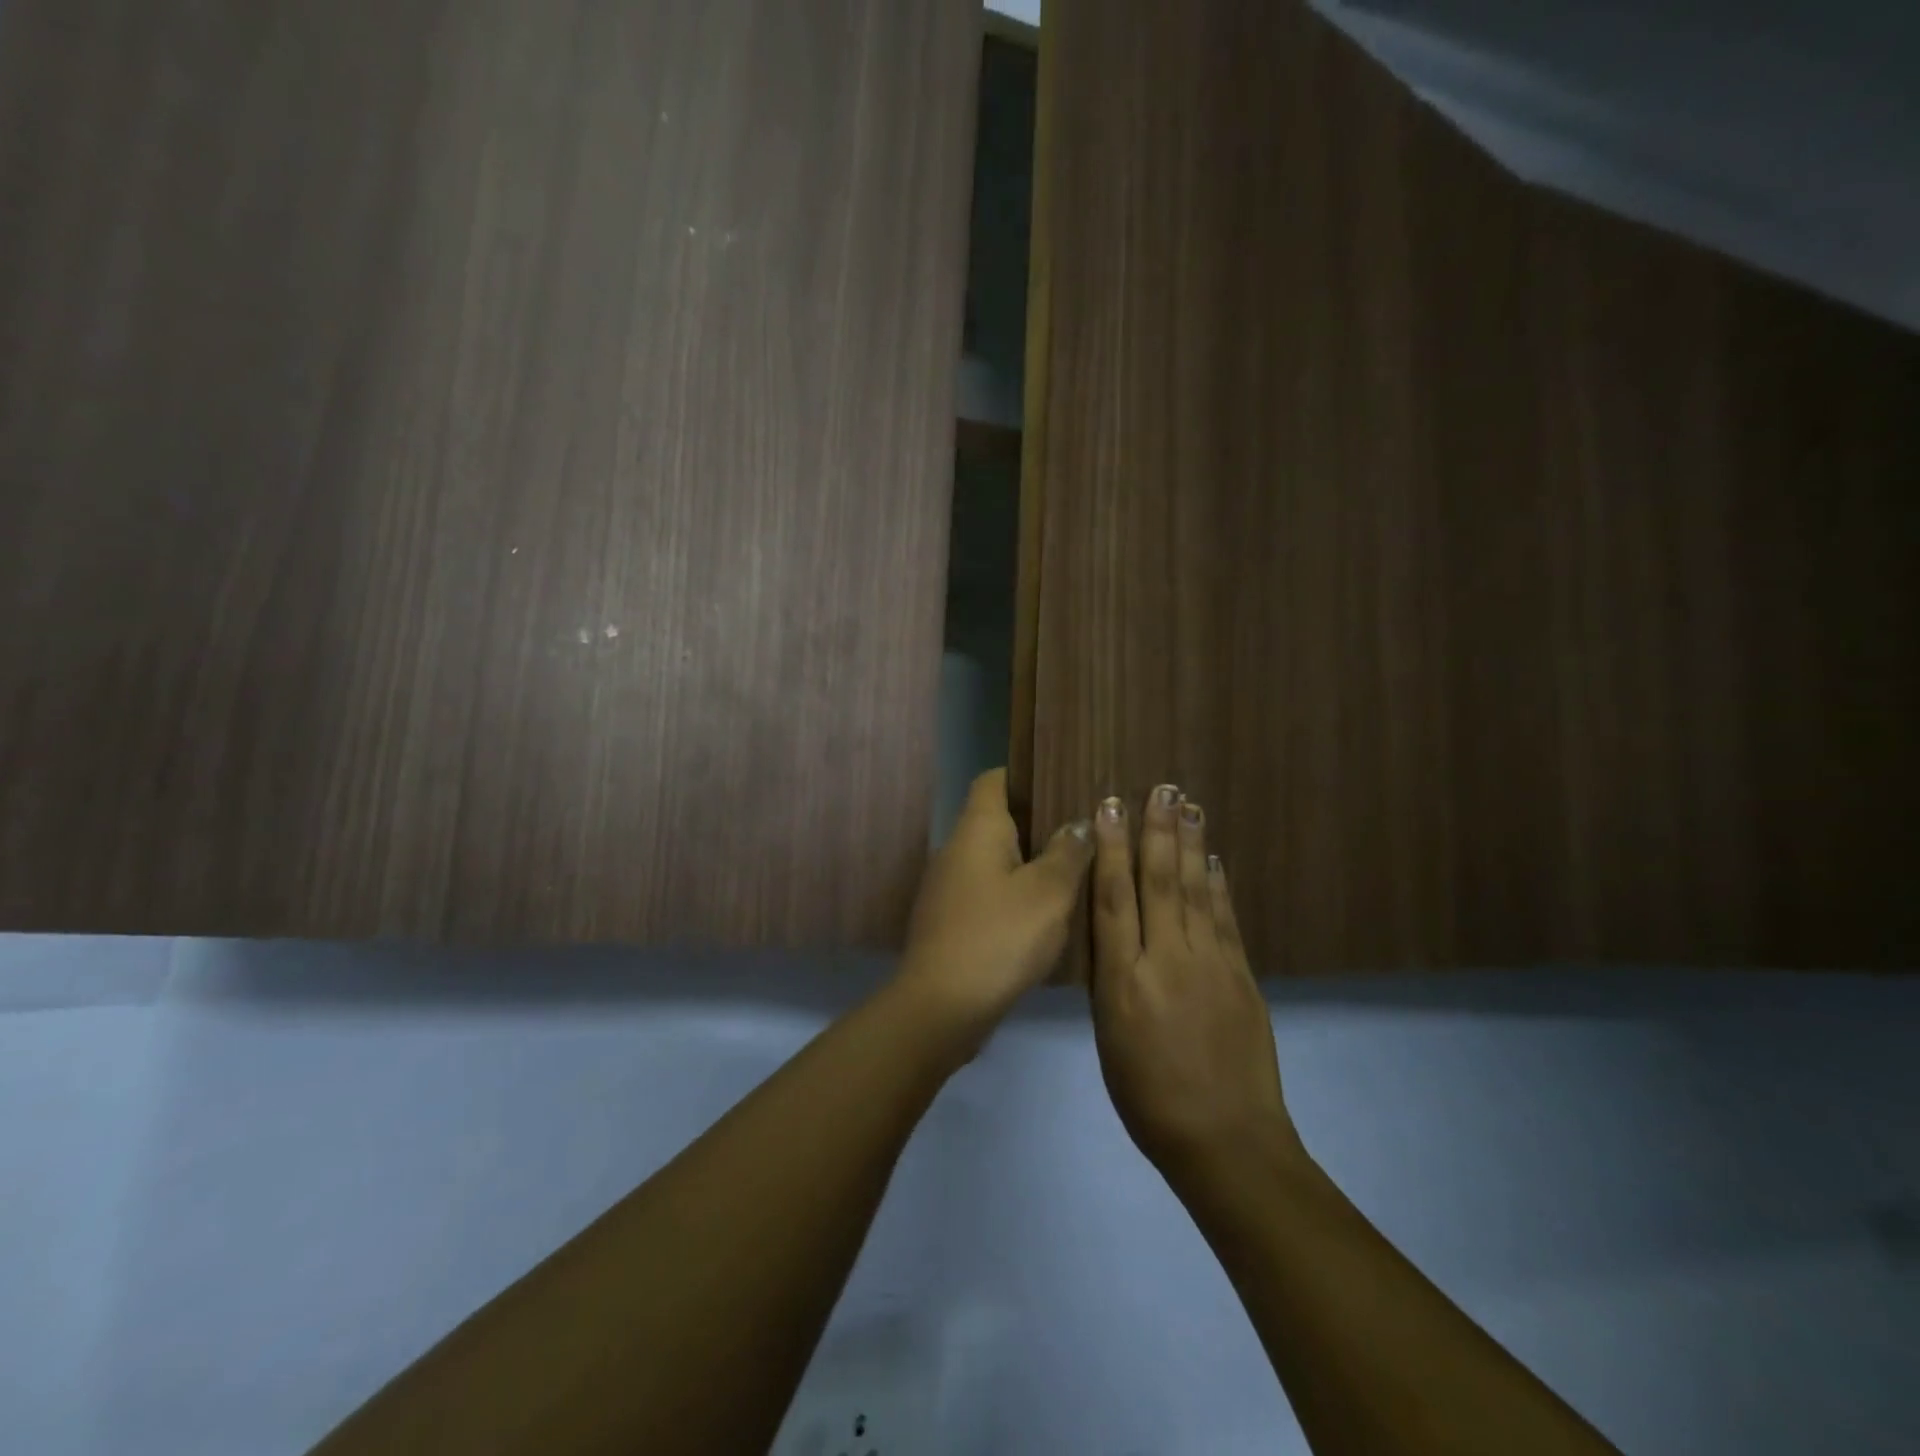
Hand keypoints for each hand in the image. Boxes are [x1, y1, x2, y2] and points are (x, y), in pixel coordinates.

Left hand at [898, 769, 1093, 1031]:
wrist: (941, 1006)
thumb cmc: (999, 937)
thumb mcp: (1049, 893)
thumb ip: (1068, 852)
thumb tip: (1079, 823)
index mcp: (977, 828)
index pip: (994, 779)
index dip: (1025, 774)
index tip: (1063, 780)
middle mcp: (956, 848)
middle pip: (997, 819)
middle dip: (1038, 821)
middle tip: (1084, 827)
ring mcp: (948, 886)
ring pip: (994, 858)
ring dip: (1028, 861)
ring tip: (1074, 867)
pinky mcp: (950, 920)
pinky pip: (987, 891)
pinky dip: (1014, 893)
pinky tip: (1045, 912)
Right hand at [1089, 785, 1300, 1182]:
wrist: (1225, 1140)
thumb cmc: (1148, 1097)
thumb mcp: (1108, 1037)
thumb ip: (1109, 976)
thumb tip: (1111, 929)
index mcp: (1122, 980)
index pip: (1113, 899)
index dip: (1111, 849)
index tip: (1110, 808)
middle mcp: (1166, 960)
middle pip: (1158, 882)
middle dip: (1156, 831)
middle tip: (1159, 788)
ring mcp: (1210, 965)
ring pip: (1194, 890)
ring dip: (1189, 844)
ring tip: (1188, 806)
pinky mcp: (1242, 976)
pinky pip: (1225, 919)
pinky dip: (1217, 885)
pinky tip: (1212, 859)